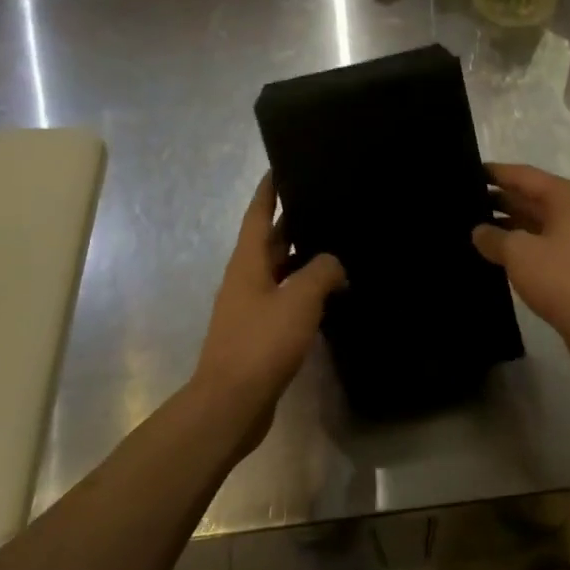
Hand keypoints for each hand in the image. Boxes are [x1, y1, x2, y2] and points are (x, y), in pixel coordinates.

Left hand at [192, 174, 343, 453]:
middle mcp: (246, 280)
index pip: (258, 215)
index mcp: (247, 263)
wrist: (231, 403)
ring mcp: (251, 308)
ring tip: (338, 246)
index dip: (268, 190)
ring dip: (303, 259)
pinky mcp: (260, 334)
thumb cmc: (261, 342)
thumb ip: (321, 271)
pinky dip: (305, 292)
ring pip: (280, 272)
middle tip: (326, 204)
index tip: (280, 166)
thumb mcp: (299, 299)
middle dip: (293, 222)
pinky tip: (331, 295)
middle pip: (270, 242)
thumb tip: (335, 263)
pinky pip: (285, 301)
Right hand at [472, 163, 569, 365]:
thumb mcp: (519, 253)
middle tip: (462, 203)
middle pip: (532, 198)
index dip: (495, 173)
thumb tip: (479, 231)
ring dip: (509, 226)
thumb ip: (494, 237)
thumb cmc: (562, 278)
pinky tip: (497, 256)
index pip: (524, 175)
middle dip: (500, 200)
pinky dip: (521, 248)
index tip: (466, 172)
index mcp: (566, 197)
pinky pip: (543, 248)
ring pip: (537, 225)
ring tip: (472, 229)